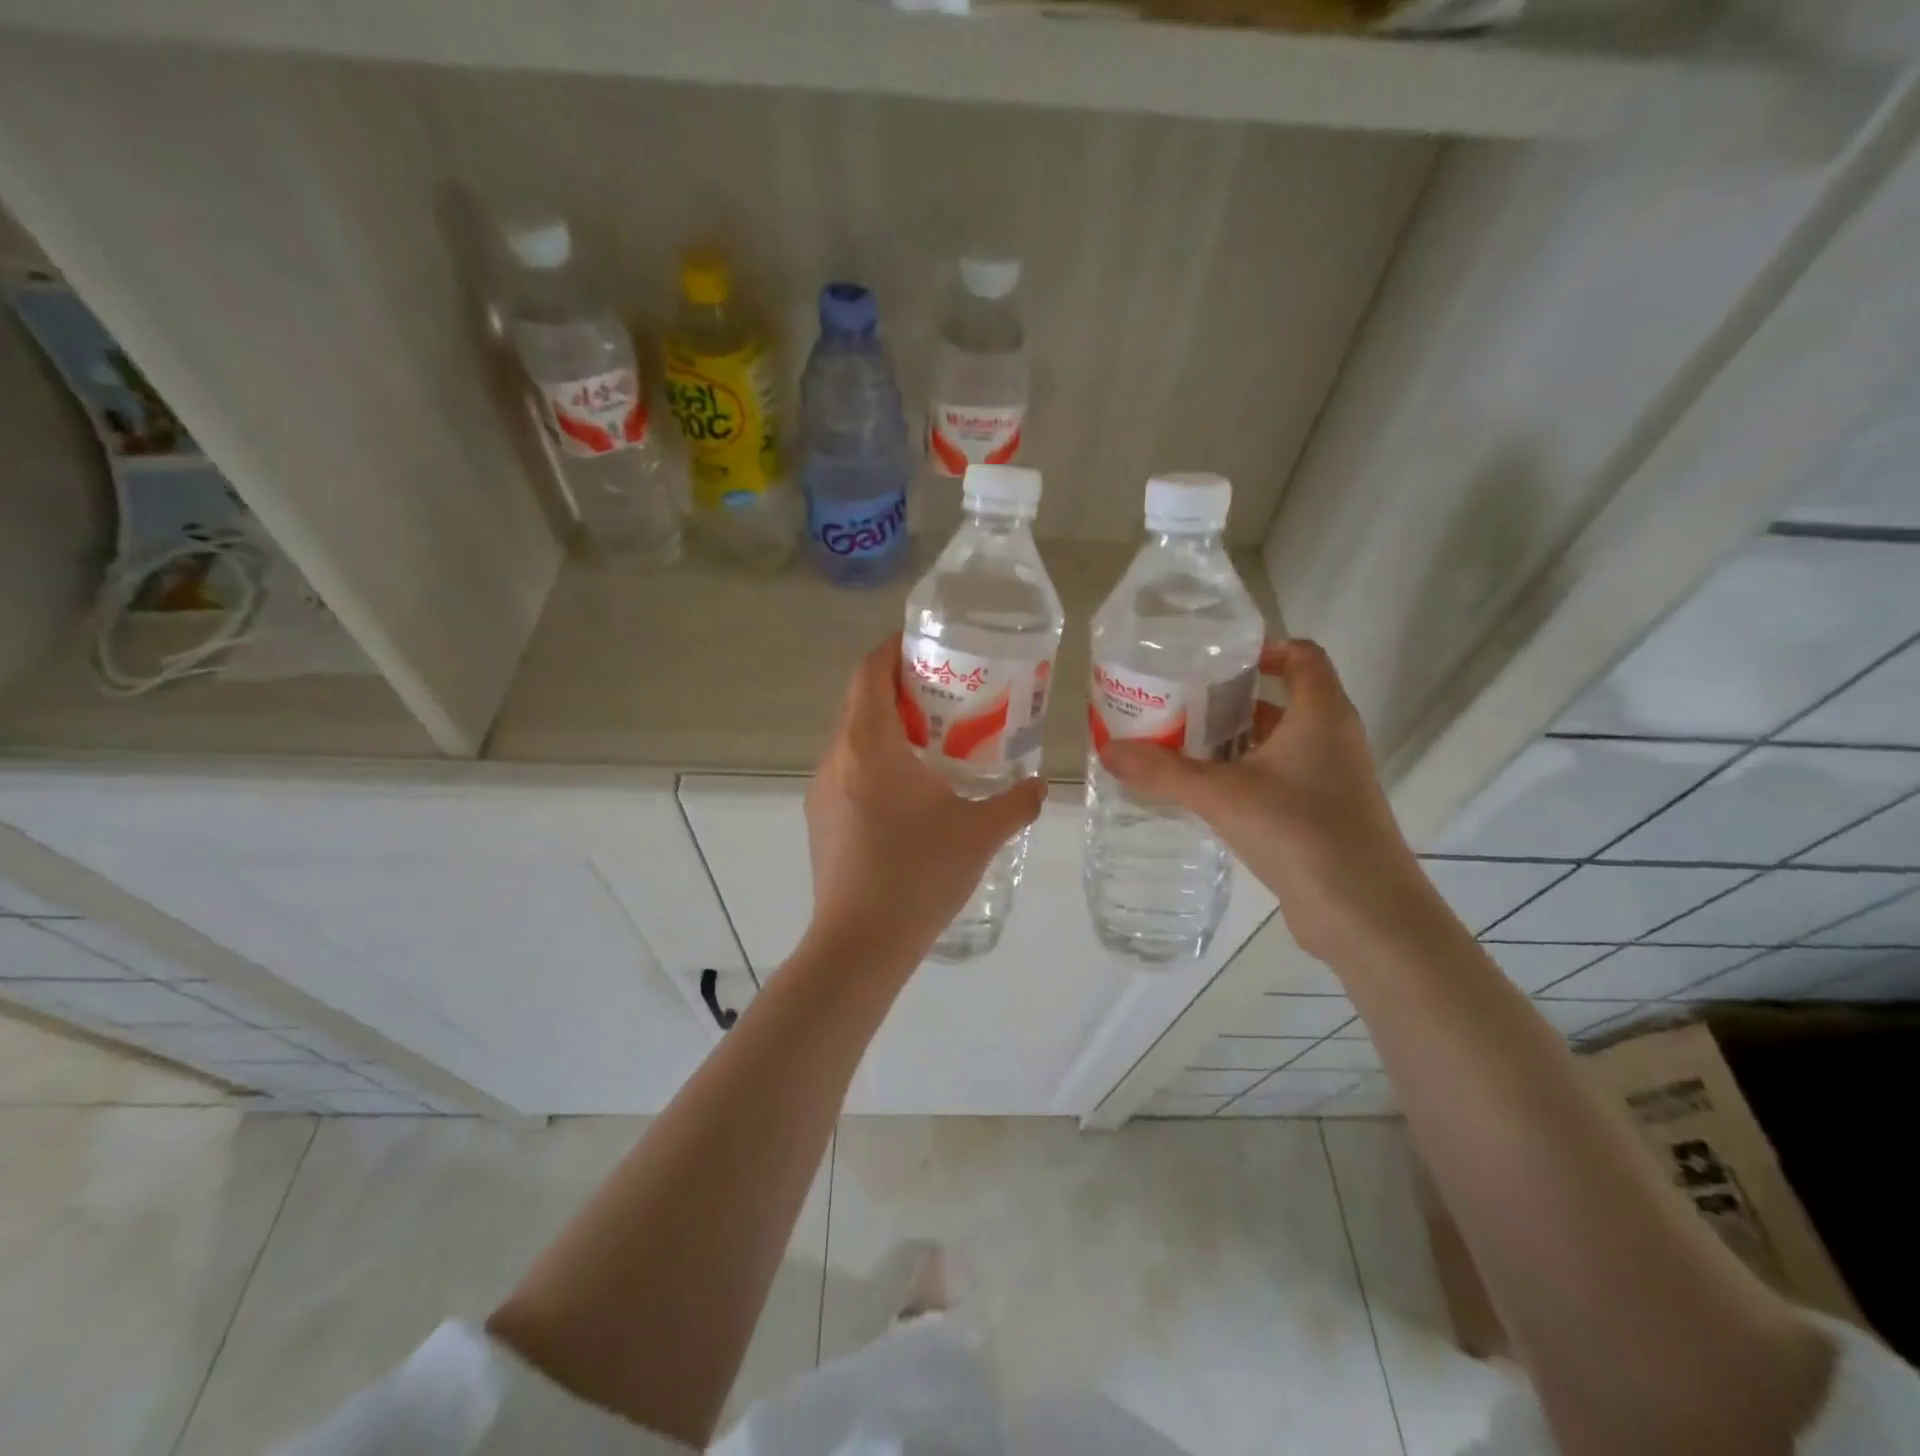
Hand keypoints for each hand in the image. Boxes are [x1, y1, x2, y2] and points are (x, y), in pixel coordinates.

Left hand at [804, 634, 1046, 964]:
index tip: (925, 644)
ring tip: (934, 742)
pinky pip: (848, 773)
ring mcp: (822, 791)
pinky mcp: (821, 821)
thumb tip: (1041, 786)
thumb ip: (1017, 803)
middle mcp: (836, 758)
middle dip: (899, 689)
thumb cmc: (918, 875)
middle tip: (946, 693)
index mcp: (869, 744)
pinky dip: (876, 764)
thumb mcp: (980, 834)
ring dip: (888, 729)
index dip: (892, 648)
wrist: (859, 945)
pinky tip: (910, 794)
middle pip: (860, 702)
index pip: (869, 672)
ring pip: (853, 740)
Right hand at [1098, 640, 1432, 963]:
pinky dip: (1248, 775)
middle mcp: (1333, 737)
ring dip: (1236, 741)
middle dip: (1232, 699)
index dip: (1263, 649)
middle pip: (1283, 699)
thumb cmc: (1300, 831)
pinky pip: (1283, 777)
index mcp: (1320, 713)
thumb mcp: (1221, 796)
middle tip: (1179, 704)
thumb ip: (1163, 771)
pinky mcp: (1326, 813)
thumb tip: (1106, 750)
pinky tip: (1208, 793)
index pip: (1302, 655)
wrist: (1365, 912)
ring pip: (1280, 742)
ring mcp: (1333, 778)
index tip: (1214, 662)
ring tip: (1182, 746)